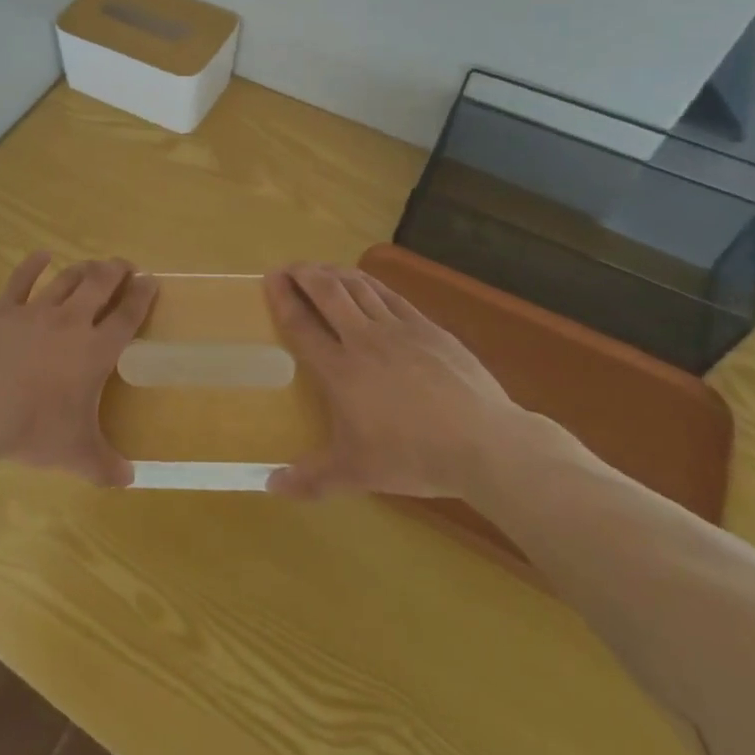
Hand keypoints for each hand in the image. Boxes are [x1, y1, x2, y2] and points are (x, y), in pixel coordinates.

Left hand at [0, 252, 156, 486]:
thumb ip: (105, 466)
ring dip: (83, 268)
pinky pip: (21, 281)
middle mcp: (70, 323)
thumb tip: (129, 481)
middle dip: (116, 271)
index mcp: (95, 351)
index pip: (127, 316)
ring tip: (93, 264)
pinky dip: (33, 265)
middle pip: (100, 285)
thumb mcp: (76, 454)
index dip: (142, 296)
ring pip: (66, 279)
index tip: (151, 279)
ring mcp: (35, 312)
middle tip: (124, 265)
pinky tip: (41, 255)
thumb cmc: (34, 429)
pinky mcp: (2, 311)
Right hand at [263, 262, 525, 500]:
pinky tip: (365, 282)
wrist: (484, 443)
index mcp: (340, 370)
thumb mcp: (357, 473)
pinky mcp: (428, 328)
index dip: (282, 298)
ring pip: (359, 287)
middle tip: (290, 267)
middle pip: (328, 292)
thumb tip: (270, 486)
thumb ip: (312, 478)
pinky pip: (391, 295)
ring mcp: (399, 329)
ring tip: (321, 270)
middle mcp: (364, 340)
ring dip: (334, 273)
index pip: (302, 324)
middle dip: (304, 274)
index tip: (270, 278)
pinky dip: (370, 283)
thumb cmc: (413, 456)